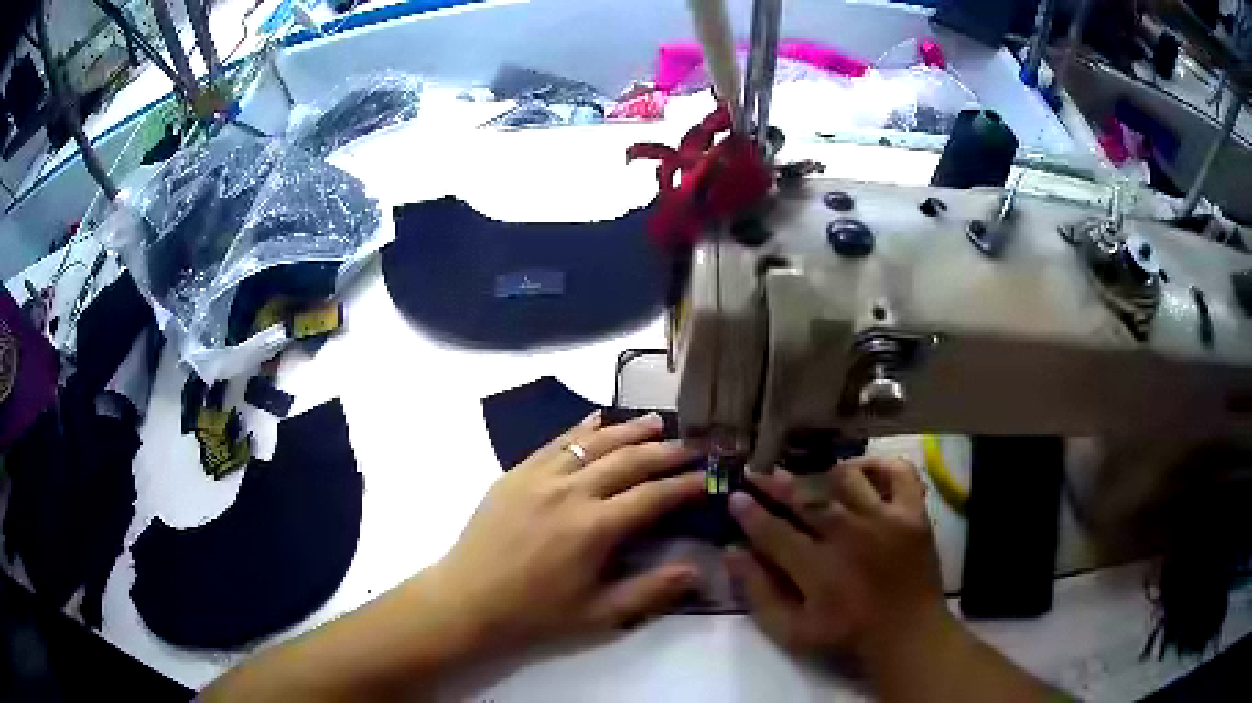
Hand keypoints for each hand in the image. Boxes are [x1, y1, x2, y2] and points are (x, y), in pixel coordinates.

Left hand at [423, 411, 703, 655]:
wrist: (466, 601)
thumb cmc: (534, 615)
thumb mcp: (599, 615)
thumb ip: (651, 592)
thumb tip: (698, 571)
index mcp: (594, 528)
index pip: (652, 496)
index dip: (685, 485)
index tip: (708, 476)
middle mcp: (570, 491)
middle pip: (628, 460)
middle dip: (666, 451)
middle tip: (693, 445)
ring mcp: (539, 477)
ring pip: (593, 442)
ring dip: (628, 429)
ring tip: (656, 422)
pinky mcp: (515, 473)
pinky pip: (555, 442)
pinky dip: (581, 427)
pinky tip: (597, 418)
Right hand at [725, 457, 950, 666]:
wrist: (907, 633)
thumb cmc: (846, 637)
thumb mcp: (791, 632)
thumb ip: (759, 593)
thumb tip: (732, 553)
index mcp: (816, 567)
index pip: (772, 530)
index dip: (749, 512)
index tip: (734, 497)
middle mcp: (849, 534)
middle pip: (805, 498)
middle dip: (776, 484)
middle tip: (758, 474)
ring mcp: (885, 518)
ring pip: (846, 478)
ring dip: (822, 476)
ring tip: (811, 481)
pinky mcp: (913, 512)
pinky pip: (897, 472)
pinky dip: (878, 465)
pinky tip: (861, 472)